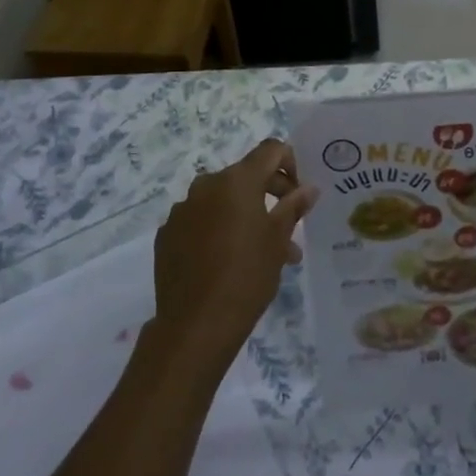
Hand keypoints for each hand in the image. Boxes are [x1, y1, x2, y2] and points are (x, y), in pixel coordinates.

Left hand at [151, 139, 315, 369]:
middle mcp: (206, 185)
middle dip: (270, 194)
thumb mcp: (278, 241)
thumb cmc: (246, 276)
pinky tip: (224, 262)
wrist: (195, 325)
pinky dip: (216, 230)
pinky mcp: (167, 234)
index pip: (270, 150)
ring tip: (262, 254)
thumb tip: (309, 188)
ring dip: (244, 216)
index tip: (297, 193)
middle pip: (245, 175)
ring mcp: (182, 209)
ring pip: (222, 201)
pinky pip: (199, 220)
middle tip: (288, 228)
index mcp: (237, 180)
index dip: (290, 163)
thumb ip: (293, 207)